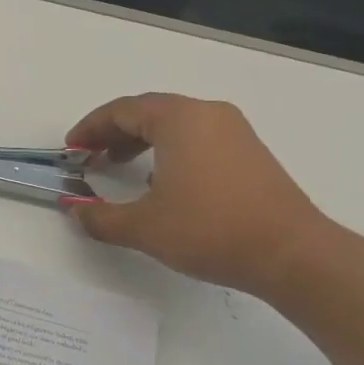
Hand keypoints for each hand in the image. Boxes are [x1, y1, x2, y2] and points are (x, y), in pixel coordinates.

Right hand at [64, 93, 329, 295]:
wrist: (291, 253)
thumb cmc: (210, 230)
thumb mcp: (144, 227)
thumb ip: (101, 217)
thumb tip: (75, 210)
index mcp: (179, 119)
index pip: (122, 110)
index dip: (91, 128)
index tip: (72, 149)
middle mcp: (207, 114)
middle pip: (149, 111)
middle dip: (114, 132)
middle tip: (90, 157)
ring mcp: (234, 131)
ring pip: (175, 124)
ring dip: (142, 140)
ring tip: (120, 166)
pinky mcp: (250, 152)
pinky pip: (198, 137)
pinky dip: (169, 149)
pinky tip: (162, 181)